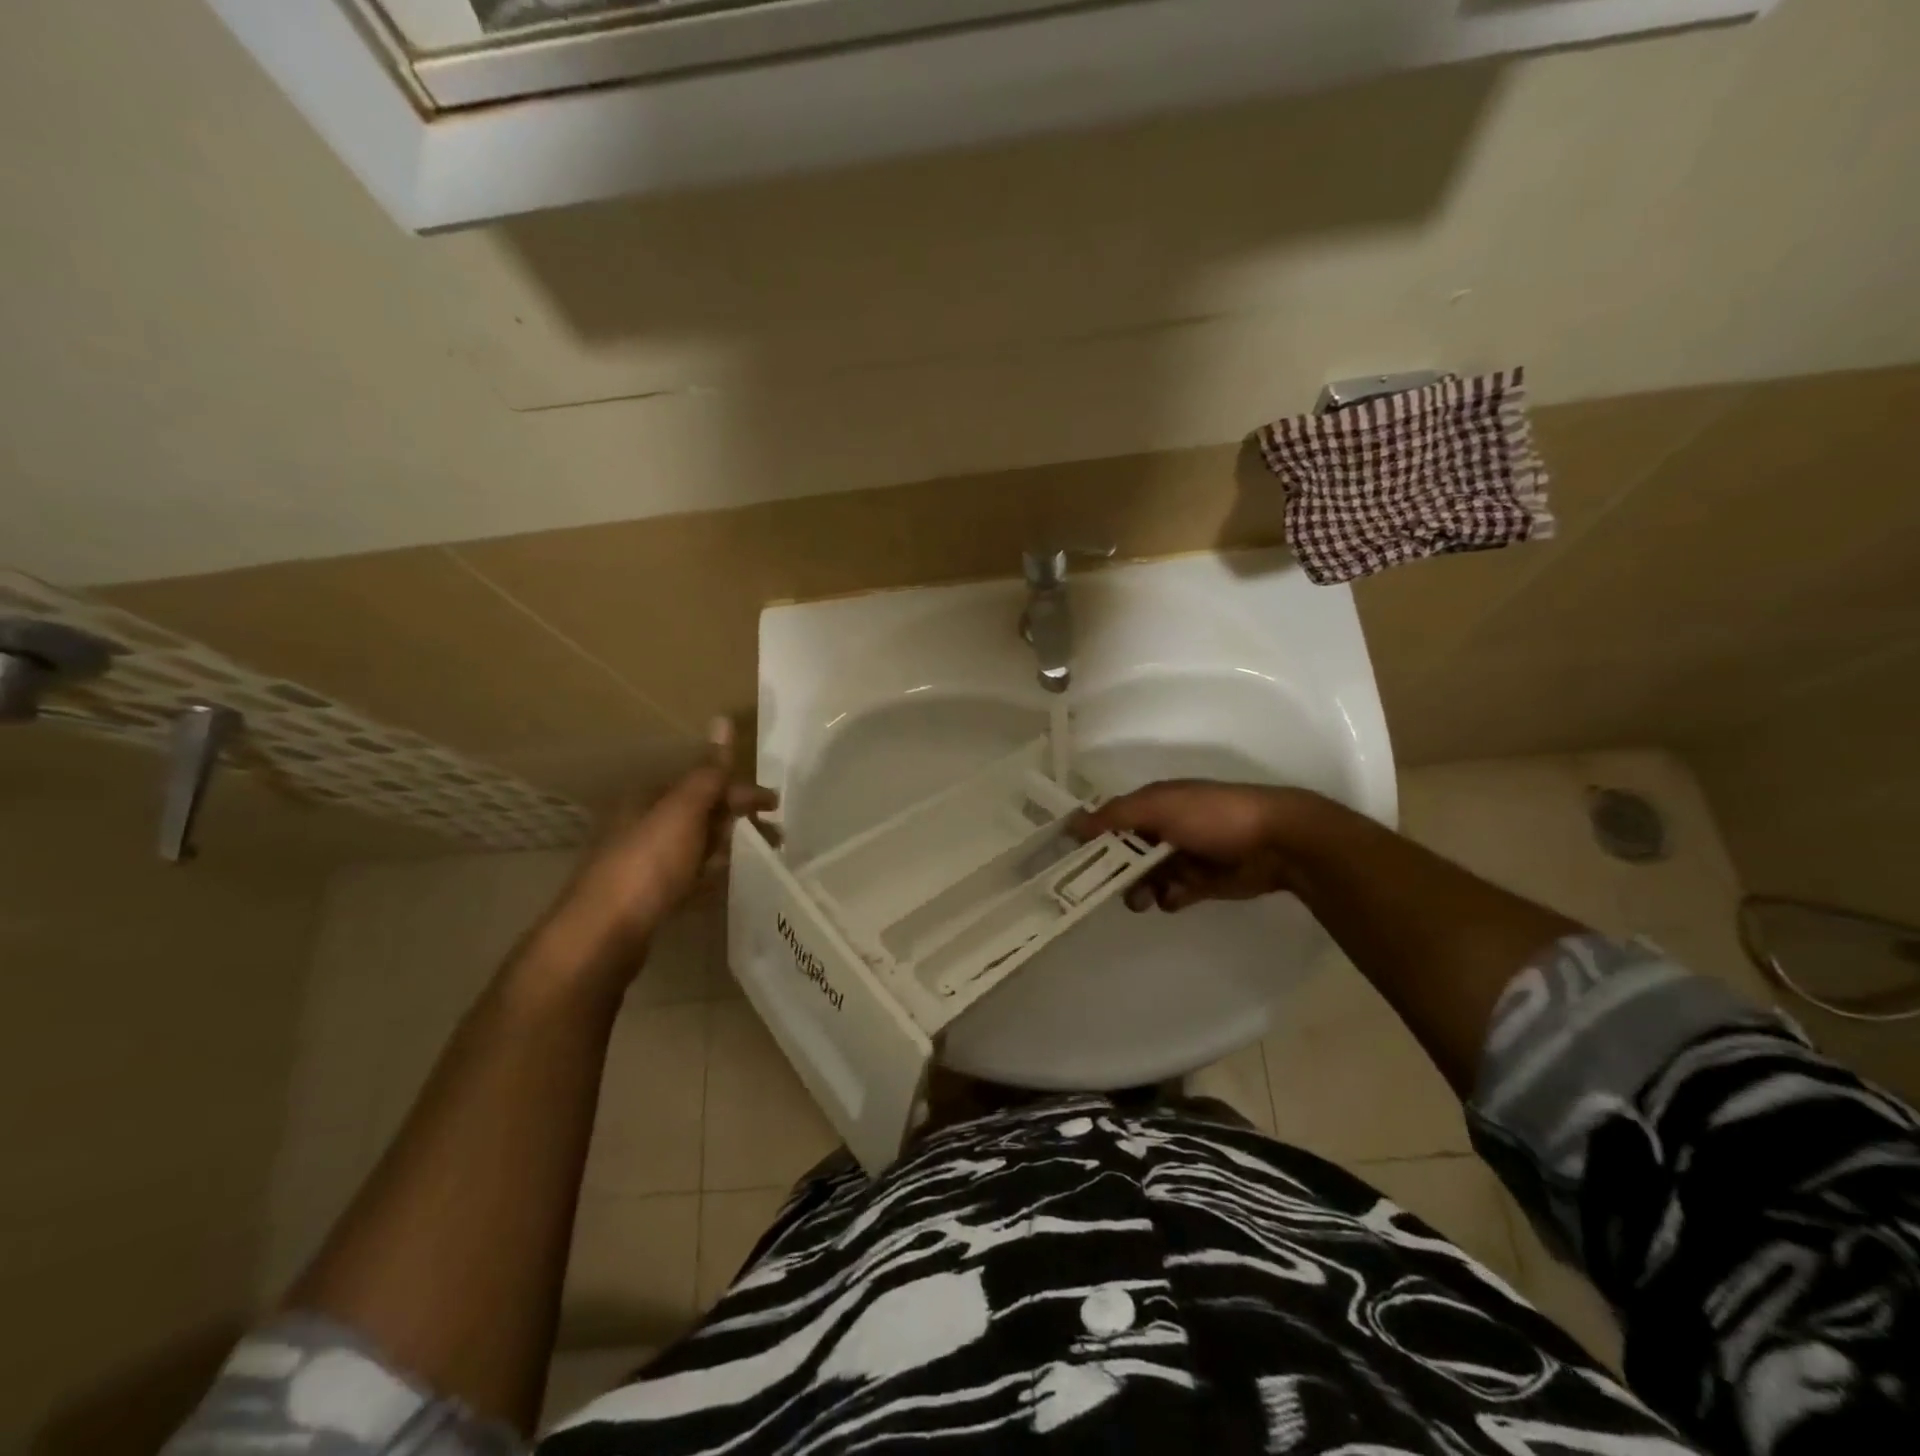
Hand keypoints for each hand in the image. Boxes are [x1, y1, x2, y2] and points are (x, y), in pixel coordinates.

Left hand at [549, 718, 776, 969]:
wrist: (602, 934)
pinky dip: (707, 873)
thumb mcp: (683, 811)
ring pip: (694, 845)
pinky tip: (721, 883)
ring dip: (726, 847)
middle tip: (775, 838)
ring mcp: (642, 861)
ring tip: (758, 859)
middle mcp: (642, 823)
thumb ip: (707, 772)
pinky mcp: (645, 895)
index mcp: (649, 798)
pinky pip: (685, 875)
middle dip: (738, 820)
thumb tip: (722, 719)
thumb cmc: (647, 864)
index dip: (742, 792)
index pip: (704, 783)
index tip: (776, 806)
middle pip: (700, 813)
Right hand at [1076, 780, 1307, 911]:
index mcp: (1154, 804)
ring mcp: (1184, 856)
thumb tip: (1072, 823)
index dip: (1093, 837)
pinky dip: (1169, 897)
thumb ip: (1114, 816)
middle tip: (1105, 887)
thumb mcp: (1158, 807)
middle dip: (1115, 870)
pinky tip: (1175, 897)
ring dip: (1140, 889)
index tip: (1073, 858)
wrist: (1276, 842)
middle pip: (1126, 853)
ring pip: (1146, 877)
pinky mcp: (1203, 882)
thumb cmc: (1211, 816)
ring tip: (1143, 899)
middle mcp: (1165, 828)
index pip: (1112, 820)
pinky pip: (1173, 894)